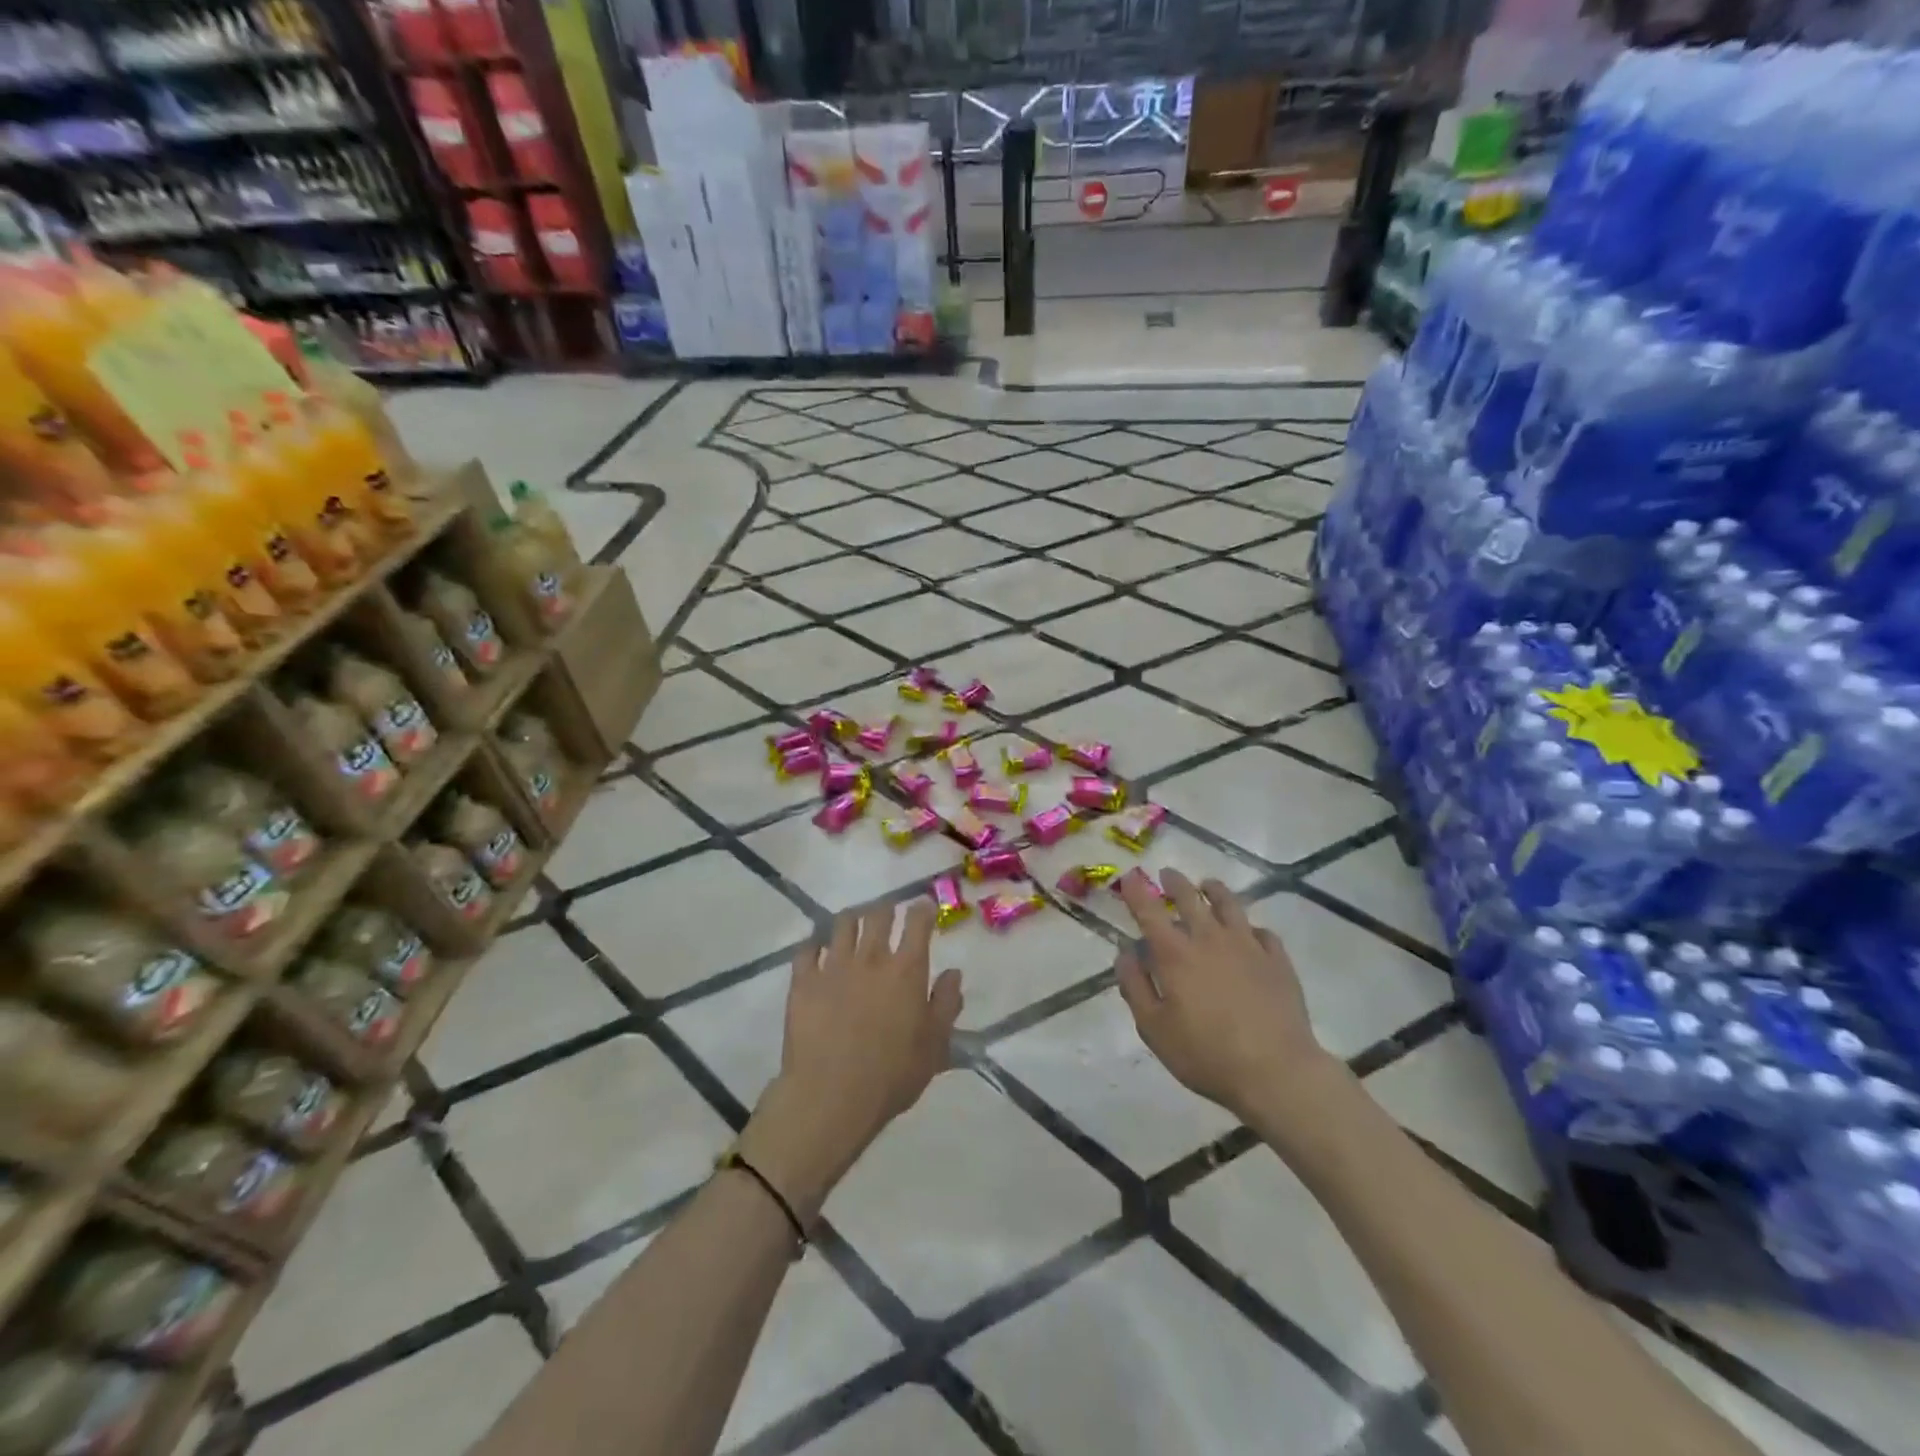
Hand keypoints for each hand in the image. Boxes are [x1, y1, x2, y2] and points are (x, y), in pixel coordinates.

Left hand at [738, 902, 961, 1222]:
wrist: (831, 1095)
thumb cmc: (892, 1075)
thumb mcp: (935, 1046)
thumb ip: (946, 1004)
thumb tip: (953, 973)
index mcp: (906, 970)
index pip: (917, 923)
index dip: (922, 909)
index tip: (923, 906)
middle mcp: (871, 958)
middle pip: (878, 915)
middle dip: (886, 908)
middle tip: (888, 913)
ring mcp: (833, 966)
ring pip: (842, 924)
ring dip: (852, 919)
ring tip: (853, 925)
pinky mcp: (803, 981)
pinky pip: (807, 950)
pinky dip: (814, 945)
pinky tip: (817, 951)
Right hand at [1114, 869, 1340, 1122]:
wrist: (1276, 1072)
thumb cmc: (1205, 1054)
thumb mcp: (1154, 1028)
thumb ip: (1135, 986)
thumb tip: (1125, 952)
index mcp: (1175, 954)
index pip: (1149, 911)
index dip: (1137, 891)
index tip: (1130, 878)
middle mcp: (1209, 938)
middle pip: (1190, 897)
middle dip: (1175, 883)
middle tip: (1168, 875)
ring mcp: (1247, 946)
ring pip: (1229, 904)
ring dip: (1214, 891)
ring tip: (1208, 885)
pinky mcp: (1277, 960)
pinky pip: (1262, 931)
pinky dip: (1250, 926)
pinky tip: (1249, 932)